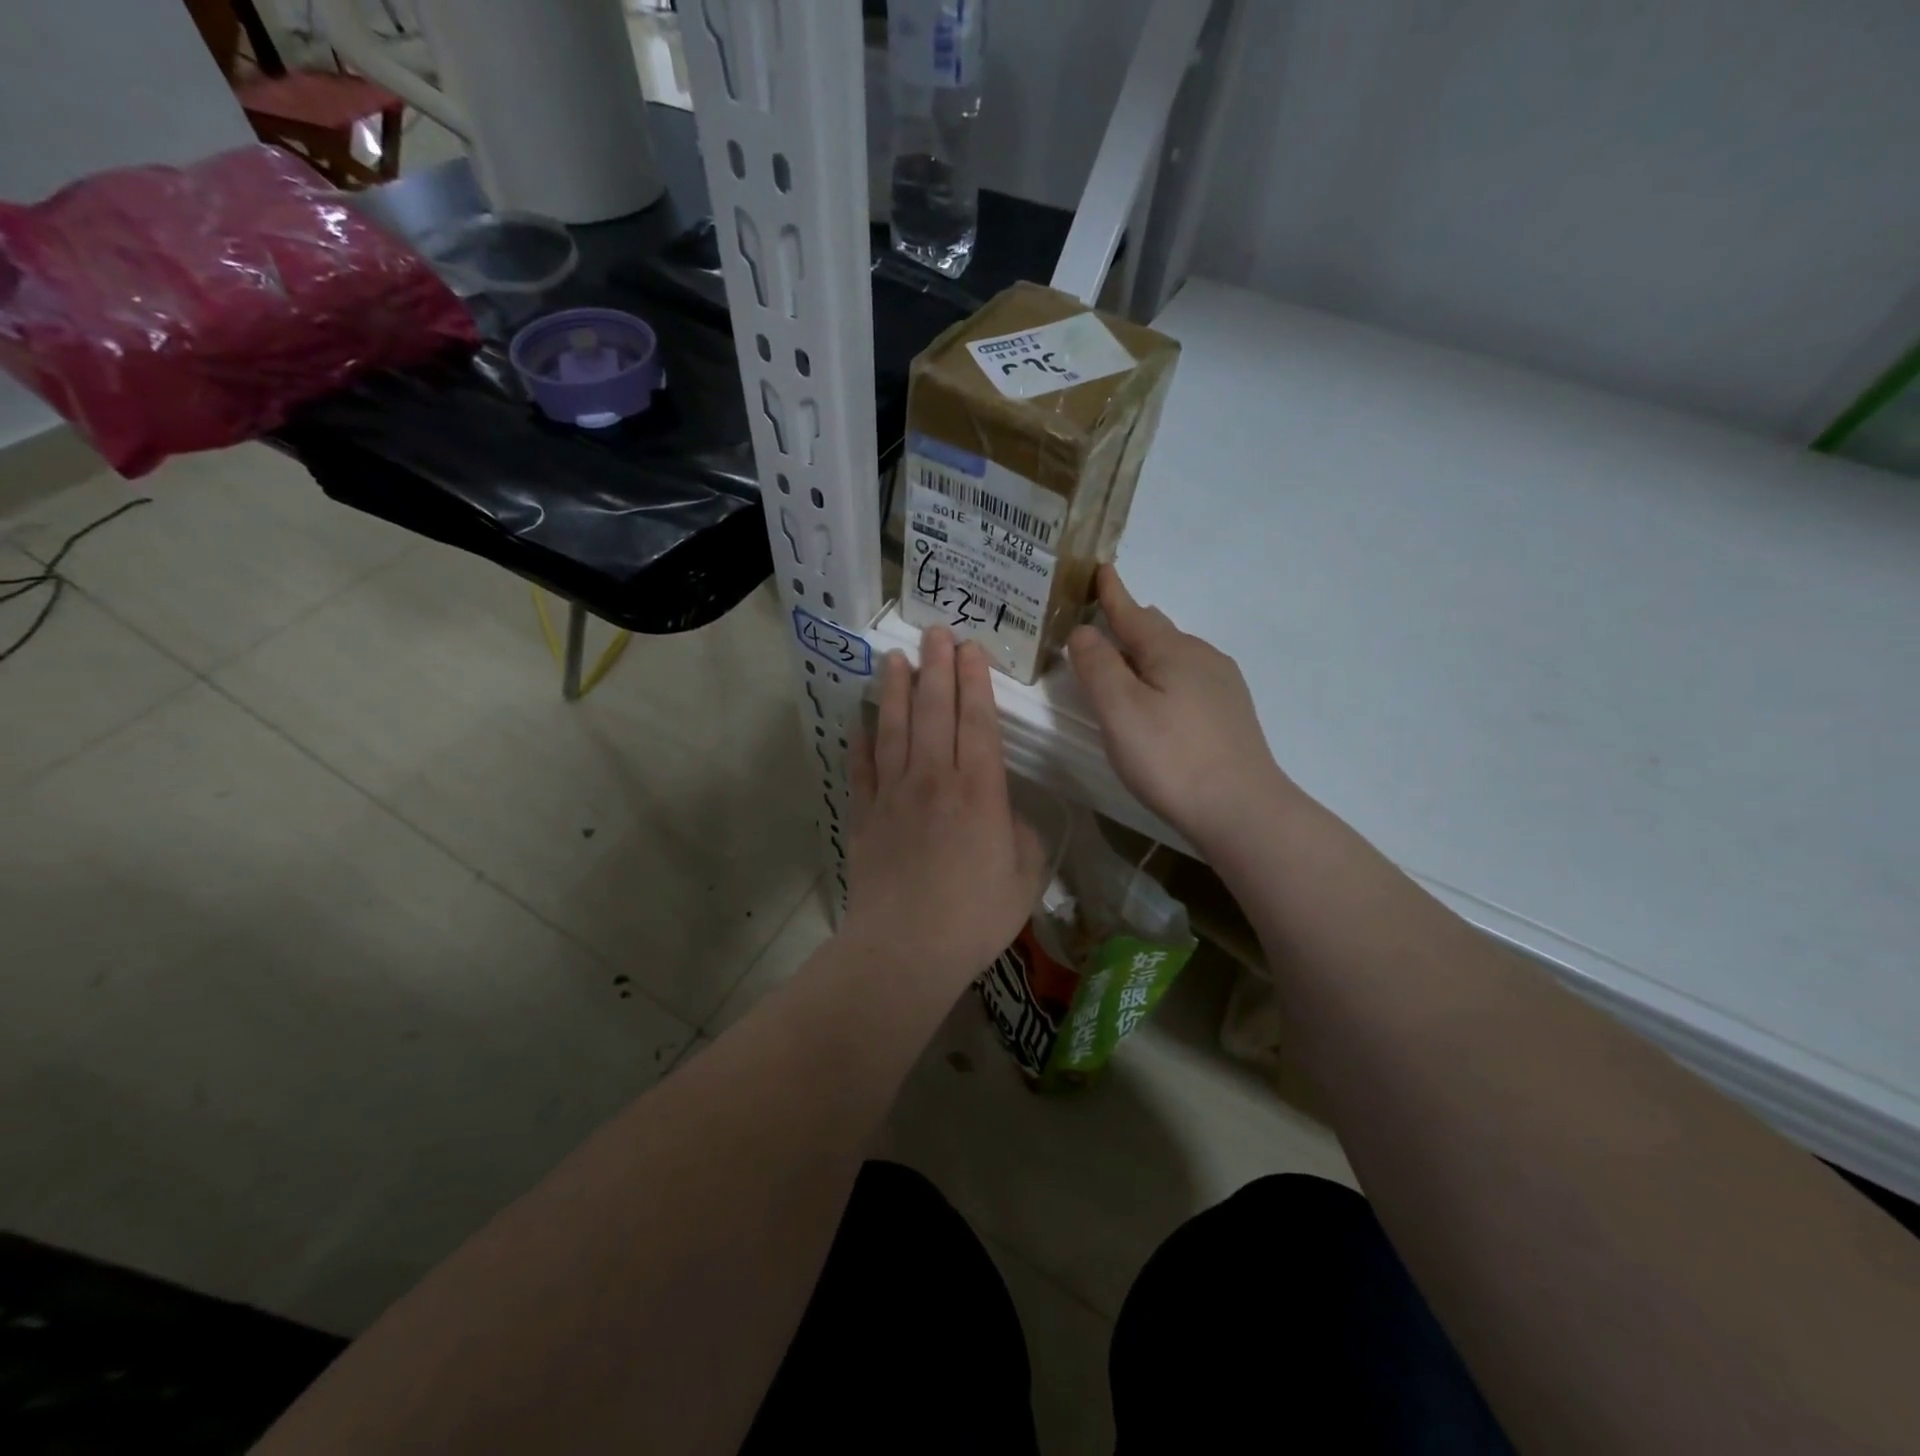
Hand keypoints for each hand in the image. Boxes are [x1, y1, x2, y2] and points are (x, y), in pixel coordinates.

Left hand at [843, 627, 1046, 986]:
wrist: (905, 949)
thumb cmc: (975, 916)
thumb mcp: (1025, 877)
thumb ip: (1024, 836)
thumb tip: (1009, 815)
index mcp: (979, 790)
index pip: (977, 721)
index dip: (975, 681)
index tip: (971, 649)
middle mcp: (934, 778)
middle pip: (934, 710)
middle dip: (937, 667)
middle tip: (936, 633)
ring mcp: (893, 794)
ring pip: (894, 728)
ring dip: (896, 690)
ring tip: (895, 658)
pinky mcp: (865, 815)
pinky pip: (862, 769)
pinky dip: (860, 743)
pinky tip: (860, 723)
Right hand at [1068, 566, 1298, 850]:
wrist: (1242, 810)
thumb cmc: (1171, 757)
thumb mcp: (1120, 710)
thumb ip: (1097, 666)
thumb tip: (1084, 630)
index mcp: (1171, 650)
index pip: (1132, 613)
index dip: (1111, 592)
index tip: (1100, 568)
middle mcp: (1201, 657)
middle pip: (1156, 630)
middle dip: (1127, 622)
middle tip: (1099, 622)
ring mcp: (1222, 685)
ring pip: (1174, 655)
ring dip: (1145, 652)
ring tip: (1123, 662)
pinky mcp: (1230, 713)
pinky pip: (1188, 678)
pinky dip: (1163, 676)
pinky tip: (1160, 698)